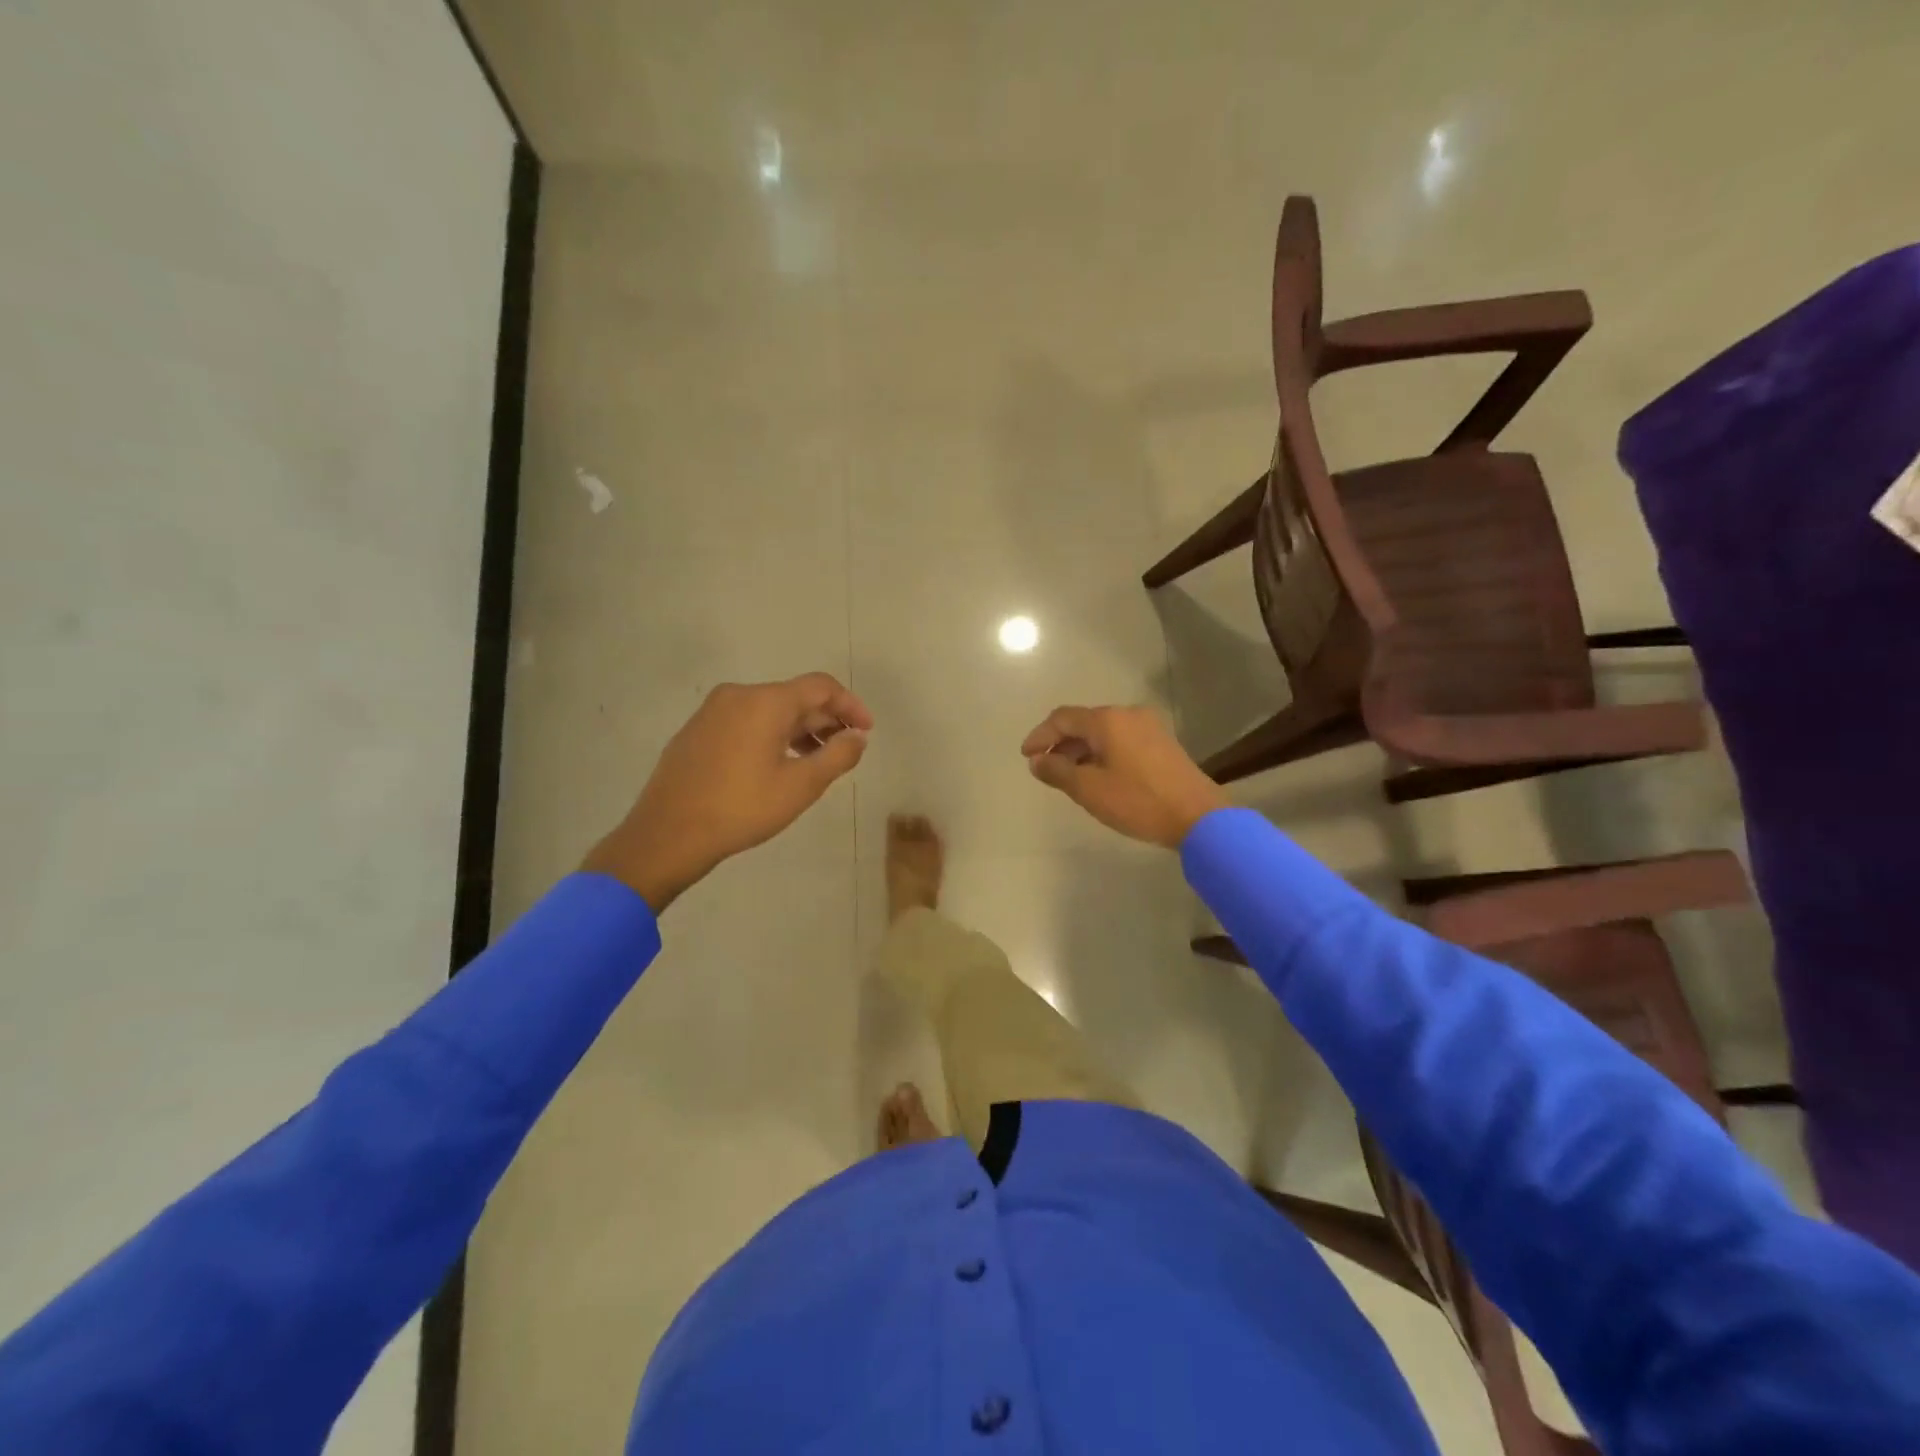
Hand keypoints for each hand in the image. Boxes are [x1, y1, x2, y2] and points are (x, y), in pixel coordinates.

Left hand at [584, 673, 871, 910]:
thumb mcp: (801, 786)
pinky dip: (771, 735)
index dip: (850, 705)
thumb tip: (857, 737)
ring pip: (769, 710)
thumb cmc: (742, 808)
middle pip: (794, 697)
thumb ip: (838, 756)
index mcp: (765, 702)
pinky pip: (746, 721)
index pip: (821, 686)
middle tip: (845, 750)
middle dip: (825, 719)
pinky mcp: (697, 731)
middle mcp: (738, 695)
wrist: (667, 834)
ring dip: (799, 729)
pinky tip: (777, 765)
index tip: (866, 731)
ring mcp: (712, 711)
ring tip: (815, 761)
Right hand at [1021, 704, 1227, 849]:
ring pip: (1103, 732)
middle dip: (1060, 744)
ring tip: (1068, 776)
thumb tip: (1038, 761)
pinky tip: (1098, 776)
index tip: (1026, 757)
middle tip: (1045, 769)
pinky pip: (1121, 740)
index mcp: (1107, 720)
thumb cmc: (1138, 801)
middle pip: (1083, 723)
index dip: (1040, 736)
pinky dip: (1102, 753)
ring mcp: (1148, 727)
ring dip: (1081, 750)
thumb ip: (1057, 771)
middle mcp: (1128, 715)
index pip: (1062, 718)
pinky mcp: (1161, 743)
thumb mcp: (1089, 789)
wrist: (1199, 816)